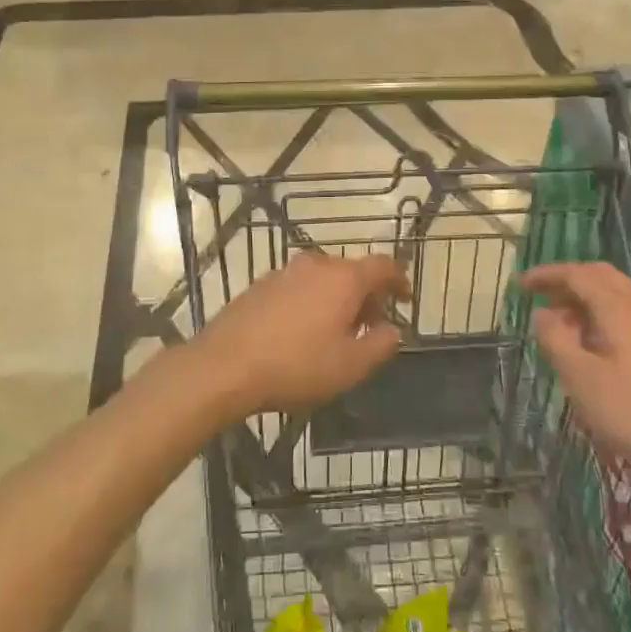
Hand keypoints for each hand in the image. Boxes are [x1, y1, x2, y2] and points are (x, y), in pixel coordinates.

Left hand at [199, 252, 409, 415]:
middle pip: (352, 271)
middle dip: (368, 295)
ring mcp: (284, 272)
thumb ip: (380, 345)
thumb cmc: (295, 365)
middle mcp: (316, 265)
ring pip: (324, 279)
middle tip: (372, 326)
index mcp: (344, 279)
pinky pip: (299, 287)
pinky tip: (304, 331)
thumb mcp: (349, 366)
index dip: (399, 279)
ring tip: (337, 332)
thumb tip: (393, 330)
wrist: (224, 366)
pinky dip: (312, 301)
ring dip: (338, 299)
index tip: (405, 297)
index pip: (383, 266)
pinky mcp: (261, 285)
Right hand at [520, 262, 630, 492]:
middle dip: (568, 281)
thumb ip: (556, 340)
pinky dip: (604, 315)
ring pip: (617, 294)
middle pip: (601, 276)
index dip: (547, 275)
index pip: (578, 274)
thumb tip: (542, 314)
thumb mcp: (581, 379)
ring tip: (561, 324)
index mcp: (620, 307)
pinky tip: (594, 344)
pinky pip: (629, 313)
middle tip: (540, 297)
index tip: (521, 284)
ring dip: (586, 299)